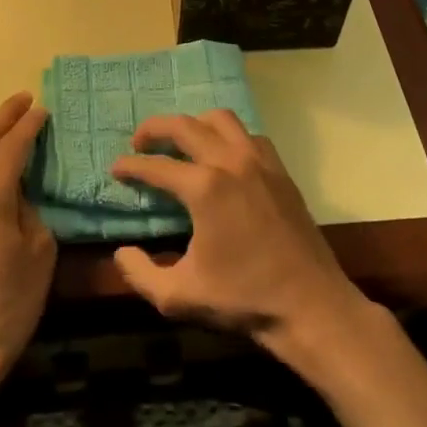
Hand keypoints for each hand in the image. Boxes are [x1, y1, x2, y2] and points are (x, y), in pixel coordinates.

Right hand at [110, 110, 367, 356]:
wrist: (311, 307)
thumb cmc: (244, 300)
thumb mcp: (180, 297)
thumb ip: (141, 274)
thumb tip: (121, 252)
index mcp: (205, 188)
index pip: (156, 166)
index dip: (130, 165)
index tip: (115, 169)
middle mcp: (230, 161)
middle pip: (185, 125)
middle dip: (155, 128)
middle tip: (139, 142)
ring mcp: (259, 162)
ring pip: (220, 120)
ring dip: (194, 124)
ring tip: (180, 141)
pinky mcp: (280, 171)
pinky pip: (249, 136)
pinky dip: (229, 136)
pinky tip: (223, 156)